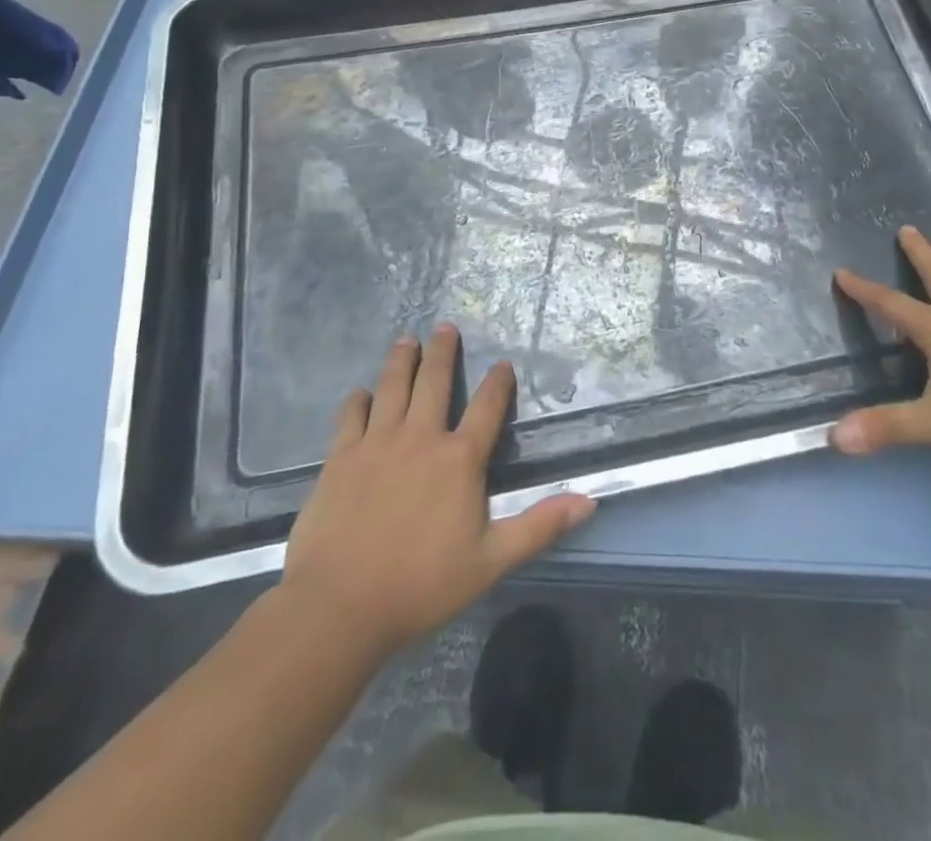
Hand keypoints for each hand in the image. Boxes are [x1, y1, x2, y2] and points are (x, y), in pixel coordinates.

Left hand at [277, 325, 595, 659]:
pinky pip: (351, 416)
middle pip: (434, 382)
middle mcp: (420, 438)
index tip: (503, 363)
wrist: (340, 605)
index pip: (487, 408)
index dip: (498, 383)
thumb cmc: (422, 584)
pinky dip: (357, 400)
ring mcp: (377, 443)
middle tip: (445, 326)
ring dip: (401, 360)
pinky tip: (360, 393)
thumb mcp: (491, 561)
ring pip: (392, 387)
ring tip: (407, 339)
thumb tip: (590, 500)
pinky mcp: (341, 457)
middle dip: (443, 351)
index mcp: (459, 459)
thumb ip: (539, 526)